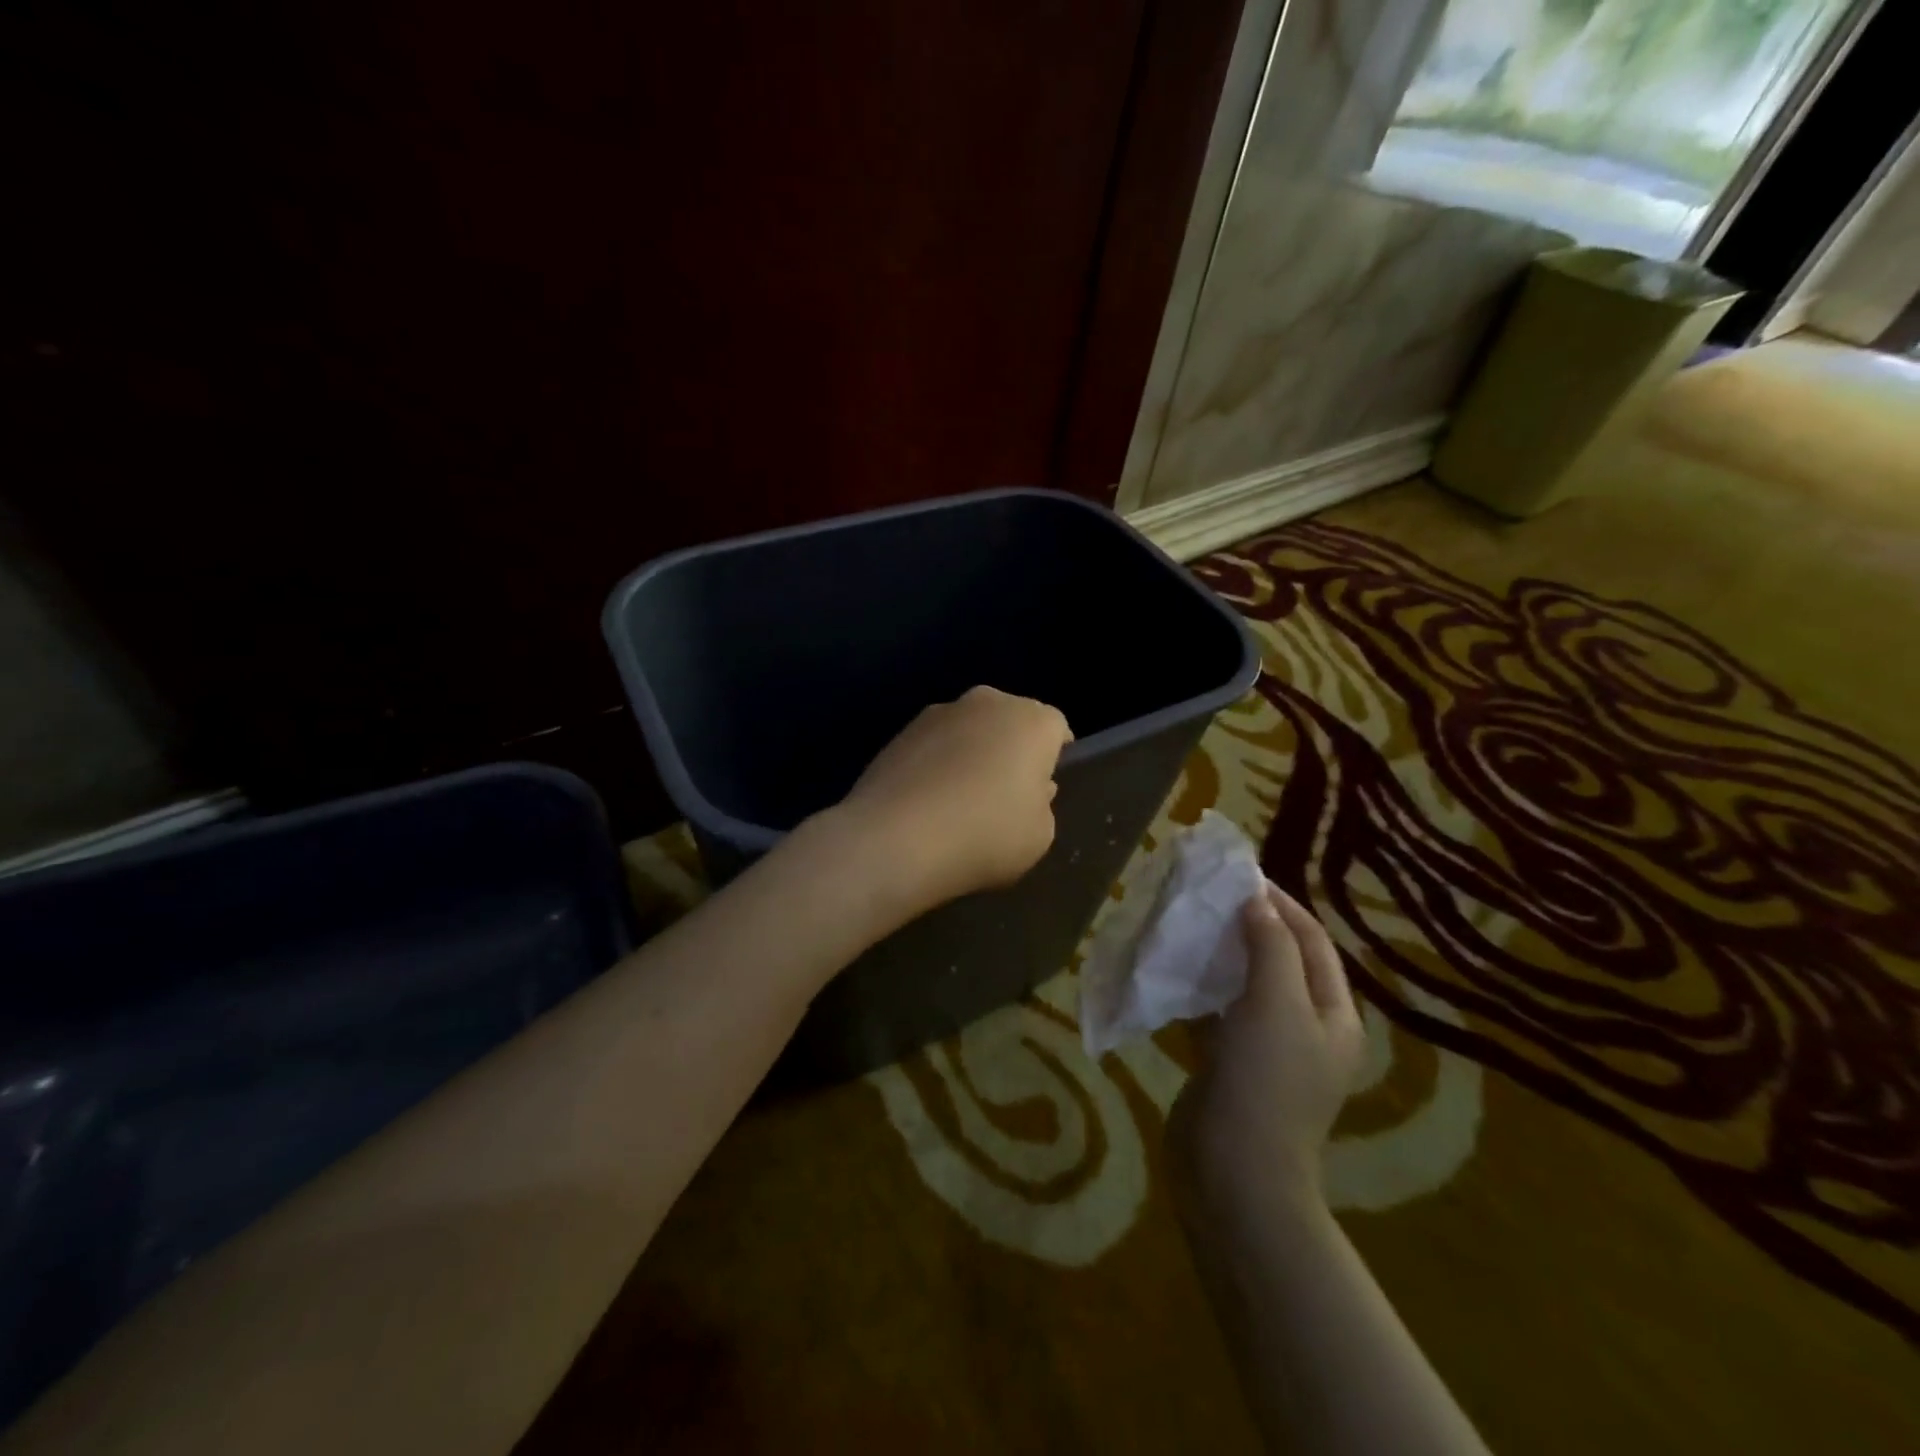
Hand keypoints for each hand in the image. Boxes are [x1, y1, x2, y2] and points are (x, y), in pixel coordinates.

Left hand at [833, 685, 1072, 915]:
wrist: (896, 839)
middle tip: (1006, 792)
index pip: (1056, 727)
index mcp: (1032, 721)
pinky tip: (929, 802)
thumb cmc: (986, 835)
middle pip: (1010, 721)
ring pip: (969, 729)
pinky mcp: (900, 731)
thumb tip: (1028, 788)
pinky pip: (934, 745)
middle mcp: (988, 703)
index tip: (1045, 784)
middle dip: (1012, 748)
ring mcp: (939, 712)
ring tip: (961, 799)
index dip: (1054, 755)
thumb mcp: (1039, 835)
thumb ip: (1041, 804)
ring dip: (972, 753)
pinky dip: (937, 764)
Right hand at [1169, 883, 1365, 1223]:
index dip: (1280, 904)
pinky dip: (1197, 989)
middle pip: (1278, 960)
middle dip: (1246, 925)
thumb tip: (1257, 899)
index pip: (1311, 941)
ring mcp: (1265, 1049)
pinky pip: (1214, 1013)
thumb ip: (1270, 946)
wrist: (1234, 1174)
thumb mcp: (1276, 1005)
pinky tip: (1169, 970)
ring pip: (1242, 986)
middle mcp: (1304, 1028)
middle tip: (1207, 896)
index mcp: (1332, 1014)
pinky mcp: (1228, 1065)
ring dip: (1218, 955)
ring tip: (1185, 924)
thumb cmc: (1265, 1082)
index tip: (1240, 875)